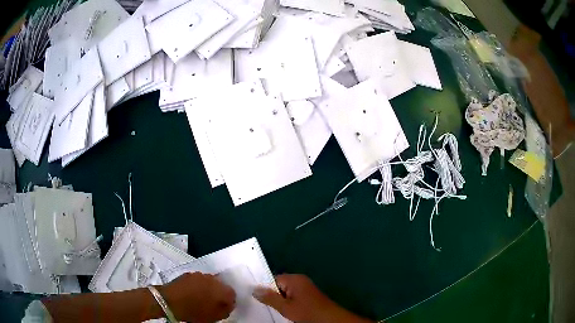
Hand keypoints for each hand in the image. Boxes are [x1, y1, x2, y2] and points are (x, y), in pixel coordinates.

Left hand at [158, 272, 235, 322]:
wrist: (170, 300)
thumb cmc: (194, 312)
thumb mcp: (214, 317)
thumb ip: (225, 311)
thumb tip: (228, 305)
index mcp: (223, 290)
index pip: (233, 295)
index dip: (229, 303)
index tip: (224, 309)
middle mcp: (214, 279)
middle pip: (221, 286)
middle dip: (219, 294)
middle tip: (213, 304)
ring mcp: (201, 274)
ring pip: (210, 282)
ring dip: (208, 289)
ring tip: (201, 298)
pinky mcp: (189, 273)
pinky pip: (198, 280)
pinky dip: (198, 286)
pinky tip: (192, 293)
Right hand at [253, 274, 372, 322]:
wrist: (329, 319)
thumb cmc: (307, 312)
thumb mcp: (285, 307)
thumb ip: (270, 298)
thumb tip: (254, 289)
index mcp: (294, 279)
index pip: (273, 279)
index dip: (265, 289)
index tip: (257, 298)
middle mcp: (300, 280)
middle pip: (279, 285)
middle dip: (273, 295)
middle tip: (264, 305)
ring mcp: (305, 288)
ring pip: (286, 292)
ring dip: (281, 301)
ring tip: (274, 309)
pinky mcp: (309, 295)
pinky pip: (293, 296)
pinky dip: (288, 303)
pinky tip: (285, 311)